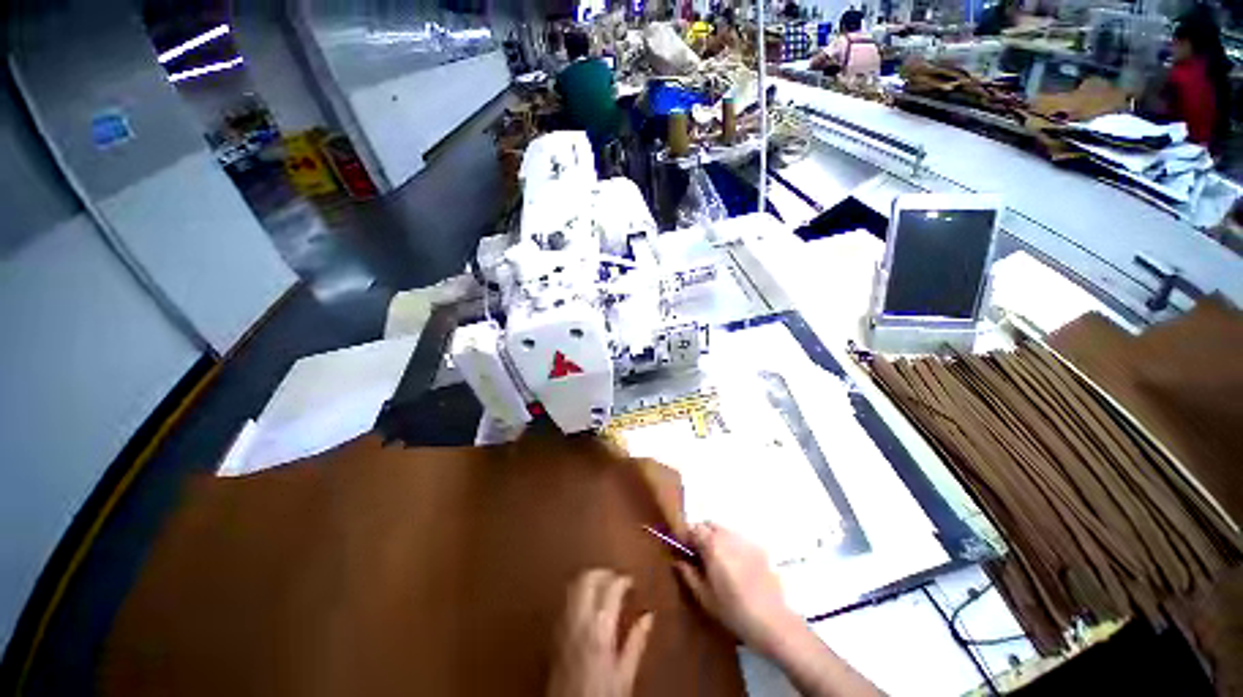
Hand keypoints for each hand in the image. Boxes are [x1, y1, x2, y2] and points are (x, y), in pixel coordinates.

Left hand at [547, 569, 655, 696]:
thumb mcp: (625, 675)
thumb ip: (636, 642)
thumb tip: (648, 616)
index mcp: (600, 628)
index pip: (612, 587)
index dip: (623, 579)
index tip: (631, 582)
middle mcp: (578, 620)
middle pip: (587, 577)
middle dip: (602, 572)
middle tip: (615, 579)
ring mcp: (563, 624)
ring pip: (572, 585)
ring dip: (587, 580)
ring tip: (601, 588)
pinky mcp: (553, 633)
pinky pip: (564, 601)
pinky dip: (576, 594)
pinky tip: (586, 605)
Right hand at [675, 522, 803, 657]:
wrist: (772, 620)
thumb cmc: (733, 610)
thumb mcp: (704, 596)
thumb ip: (688, 574)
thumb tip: (677, 561)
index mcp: (712, 545)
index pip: (693, 528)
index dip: (685, 537)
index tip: (683, 550)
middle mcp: (727, 536)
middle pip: (708, 525)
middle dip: (701, 534)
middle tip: (698, 555)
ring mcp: (744, 540)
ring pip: (724, 530)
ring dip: (716, 538)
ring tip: (717, 561)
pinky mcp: (758, 548)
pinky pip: (738, 539)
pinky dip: (731, 545)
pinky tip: (735, 566)